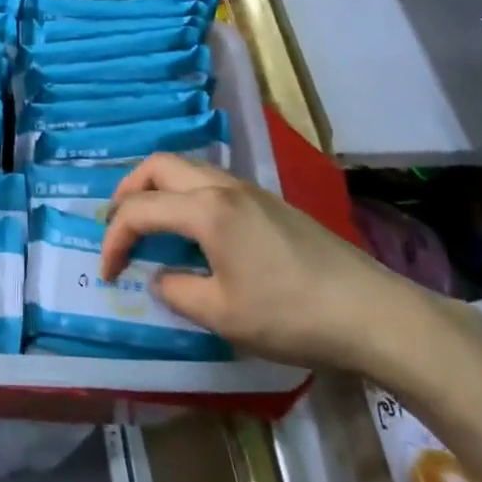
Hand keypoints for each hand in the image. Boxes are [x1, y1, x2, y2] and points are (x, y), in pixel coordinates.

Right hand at [100, 154, 424, 371]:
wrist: (373, 313)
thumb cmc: (291, 315)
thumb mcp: (223, 315)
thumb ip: (177, 291)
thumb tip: (160, 278)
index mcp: (206, 210)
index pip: (139, 210)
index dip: (114, 239)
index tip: (108, 273)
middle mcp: (223, 186)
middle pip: (158, 166)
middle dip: (128, 191)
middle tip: (117, 226)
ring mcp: (250, 190)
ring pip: (186, 168)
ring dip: (157, 188)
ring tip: (149, 225)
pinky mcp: (269, 202)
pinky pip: (210, 181)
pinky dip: (184, 195)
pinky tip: (193, 231)